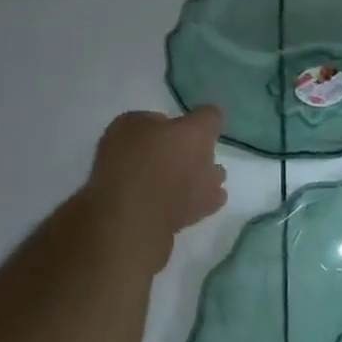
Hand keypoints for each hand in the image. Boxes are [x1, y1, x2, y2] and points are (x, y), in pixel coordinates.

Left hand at [84, 108, 228, 266]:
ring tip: (218, 184)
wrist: (136, 224)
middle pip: (166, 151)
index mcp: (130, 127)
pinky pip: (170, 205)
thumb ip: (207, 118)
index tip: (206, 138)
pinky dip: (189, 204)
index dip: (187, 126)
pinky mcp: (137, 219)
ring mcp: (128, 188)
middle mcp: (123, 154)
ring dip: (193, 181)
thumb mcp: (196, 129)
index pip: (163, 119)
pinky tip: (210, 204)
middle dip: (191, 157)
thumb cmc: (165, 166)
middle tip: (214, 164)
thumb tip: (211, 117)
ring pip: (169, 180)